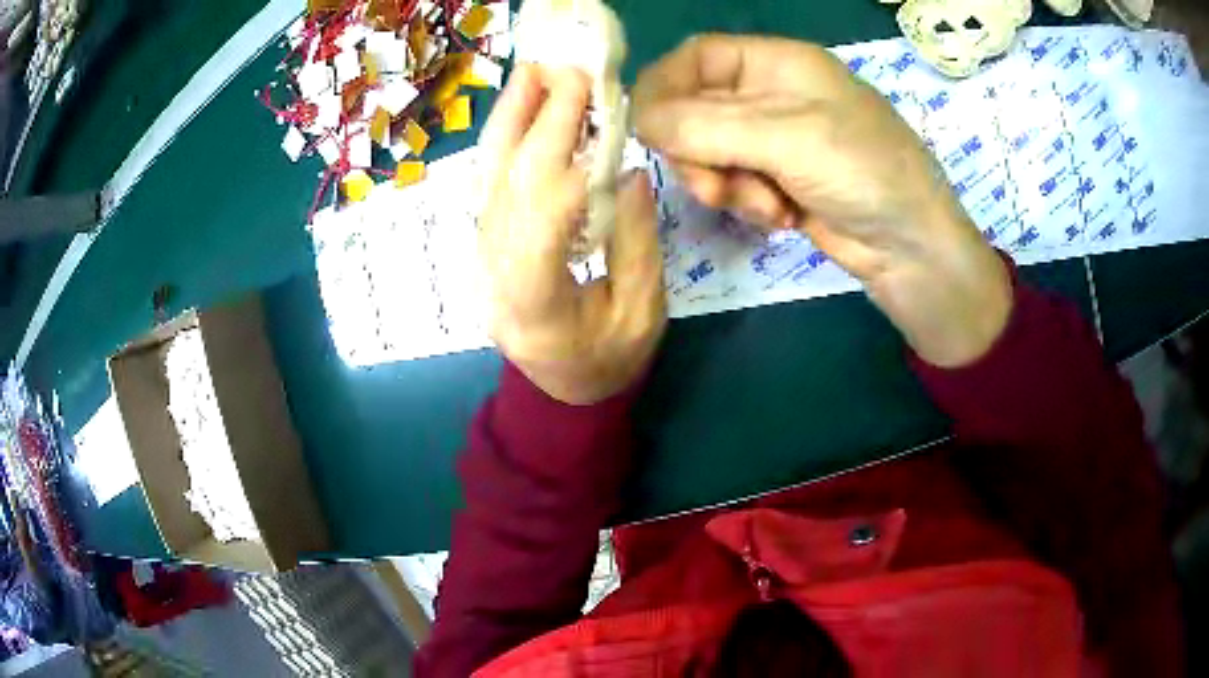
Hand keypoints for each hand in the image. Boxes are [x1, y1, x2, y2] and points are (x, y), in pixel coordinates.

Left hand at [478, 64, 665, 403]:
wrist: (561, 390)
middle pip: (509, 187)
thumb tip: (628, 169)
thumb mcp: (642, 313)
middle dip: (537, 123)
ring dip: (509, 121)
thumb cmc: (608, 361)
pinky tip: (519, 110)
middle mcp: (494, 274)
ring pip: (490, 179)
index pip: (543, 222)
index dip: (569, 163)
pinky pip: (490, 185)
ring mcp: (481, 257)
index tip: (598, 112)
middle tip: (562, 70)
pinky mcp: (485, 244)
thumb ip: (636, 242)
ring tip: (531, 73)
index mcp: (536, 304)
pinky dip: (505, 142)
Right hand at [633, 35, 1011, 366]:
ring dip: (724, 183)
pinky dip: (746, 202)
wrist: (914, 250)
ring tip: (766, 206)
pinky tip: (782, 217)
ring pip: (707, 149)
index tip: (648, 133)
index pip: (696, 57)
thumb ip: (706, 126)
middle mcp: (770, 93)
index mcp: (777, 62)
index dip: (665, 88)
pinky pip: (732, 181)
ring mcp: (774, 138)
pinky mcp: (777, 178)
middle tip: (716, 187)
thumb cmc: (866, 173)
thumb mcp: (788, 138)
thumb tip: (636, 120)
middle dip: (699, 151)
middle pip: (694, 107)